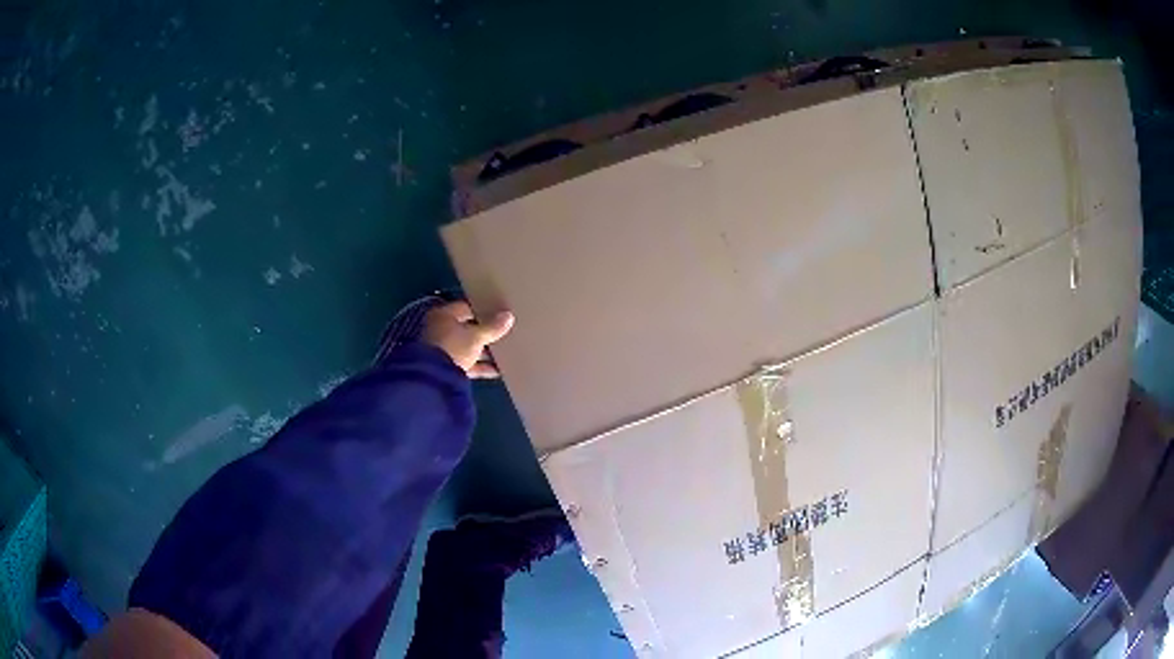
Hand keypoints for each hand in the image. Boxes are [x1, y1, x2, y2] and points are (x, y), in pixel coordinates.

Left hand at [423, 300, 514, 378]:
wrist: (433, 378)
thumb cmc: (453, 346)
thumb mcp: (476, 336)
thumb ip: (492, 328)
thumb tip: (509, 316)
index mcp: (443, 316)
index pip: (465, 308)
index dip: (482, 311)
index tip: (498, 315)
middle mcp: (439, 330)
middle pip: (466, 329)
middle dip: (484, 334)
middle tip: (503, 334)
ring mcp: (441, 350)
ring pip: (466, 348)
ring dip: (482, 352)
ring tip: (503, 354)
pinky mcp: (445, 369)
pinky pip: (465, 365)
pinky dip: (479, 367)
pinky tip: (496, 371)